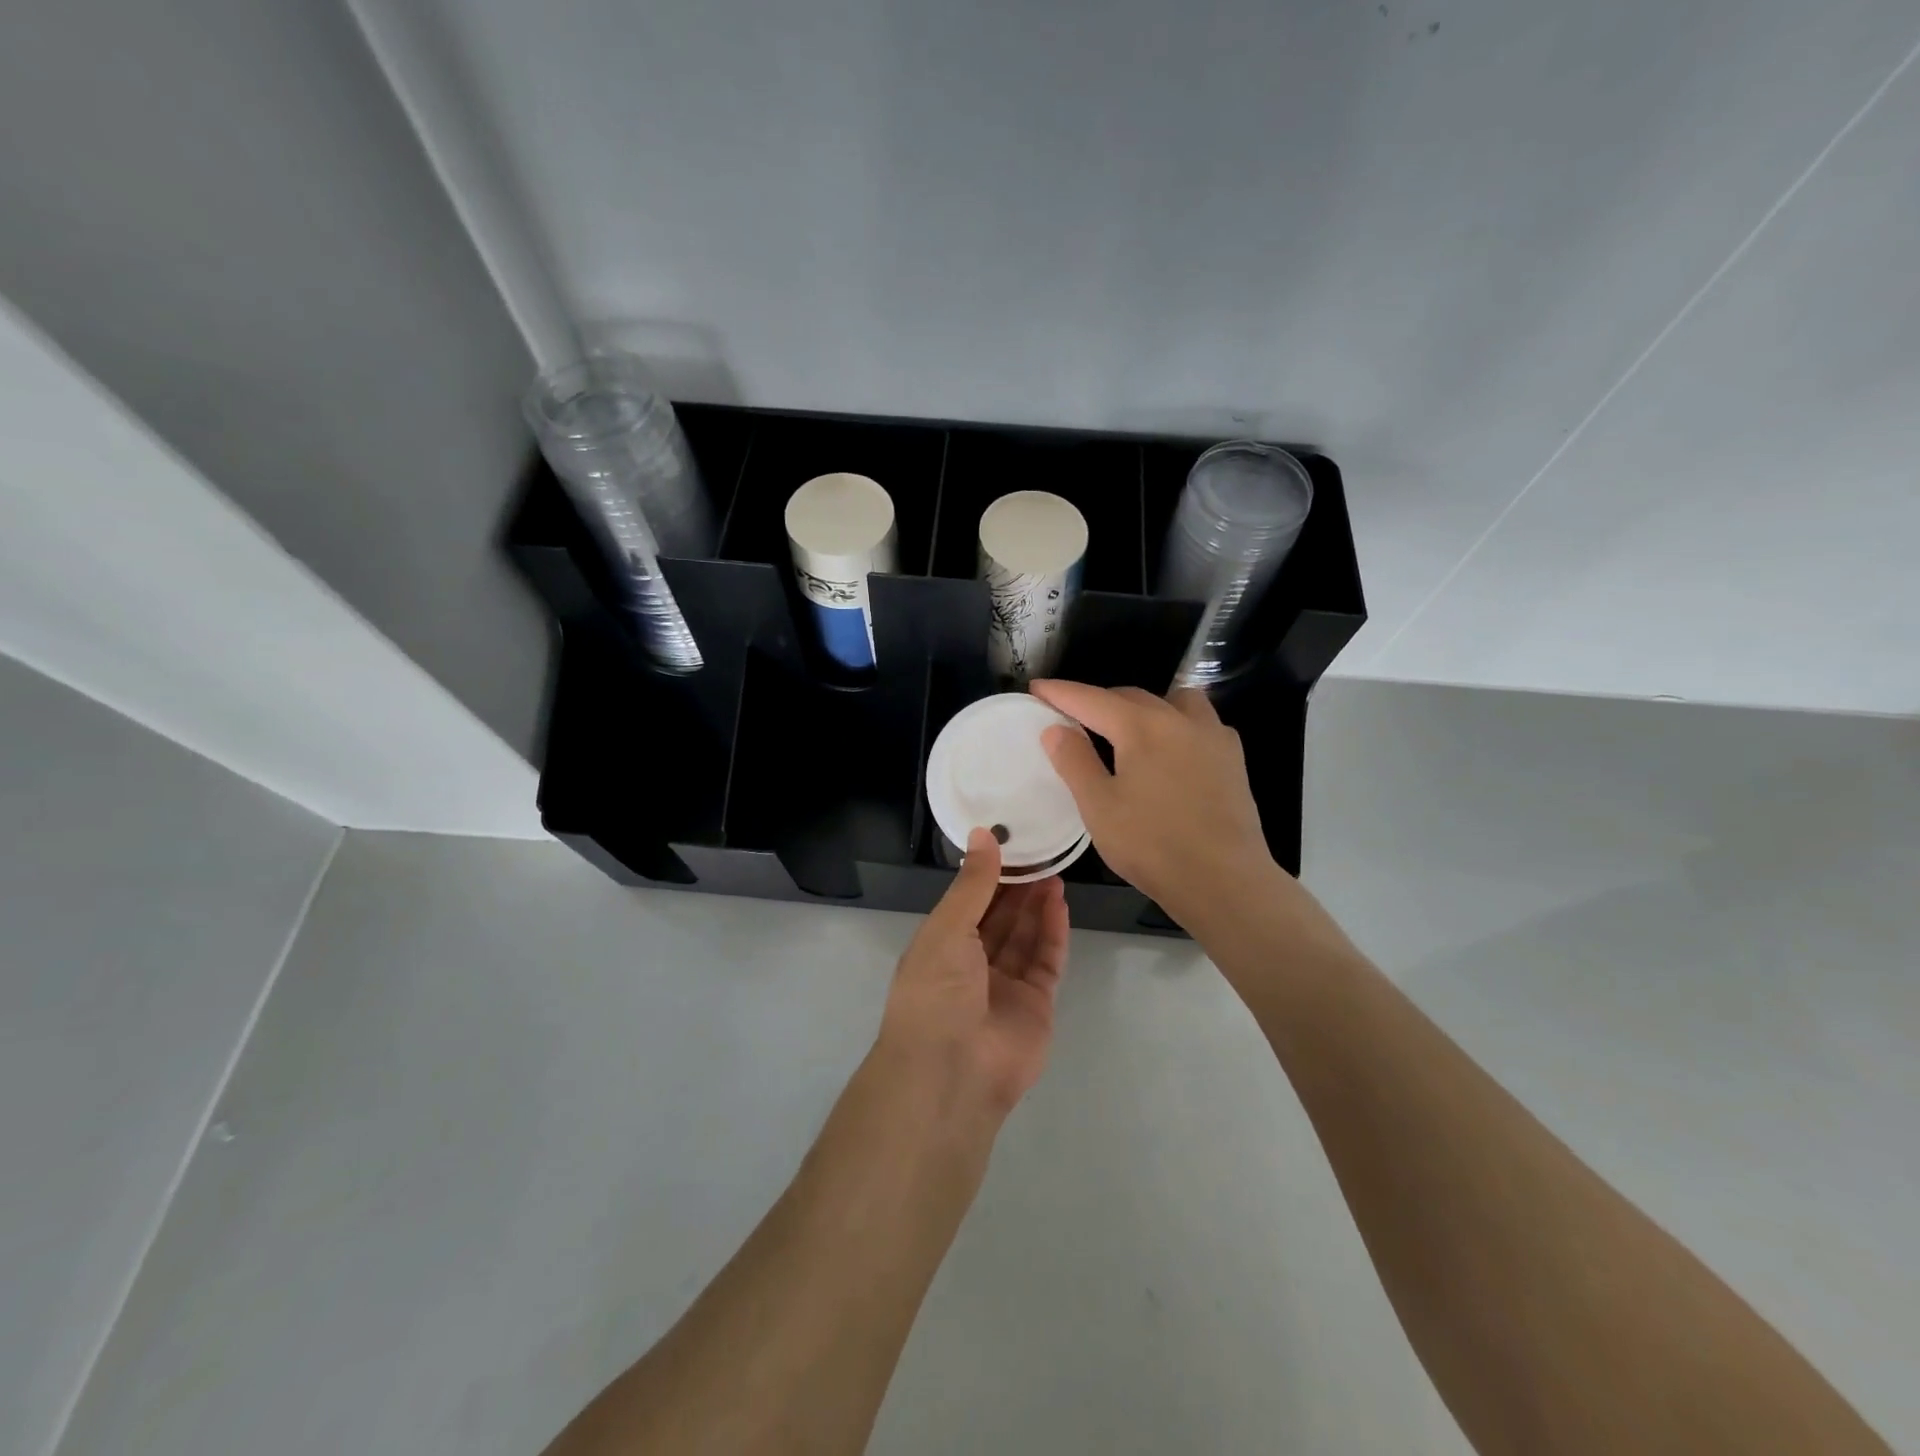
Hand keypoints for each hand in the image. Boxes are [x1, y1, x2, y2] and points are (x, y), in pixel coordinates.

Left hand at [876, 829, 1068, 1118]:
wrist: (952, 1072)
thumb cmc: (936, 992)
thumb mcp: (947, 929)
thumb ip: (972, 884)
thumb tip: (983, 834)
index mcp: (941, 947)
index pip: (969, 902)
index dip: (988, 874)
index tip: (1009, 843)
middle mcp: (971, 965)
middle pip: (999, 919)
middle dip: (1017, 887)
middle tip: (1040, 852)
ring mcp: (1005, 987)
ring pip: (1024, 937)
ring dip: (1037, 905)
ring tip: (1054, 870)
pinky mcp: (1035, 1005)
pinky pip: (1046, 962)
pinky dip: (1052, 933)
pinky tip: (1059, 903)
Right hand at [1030, 680, 1278, 927]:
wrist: (1225, 881)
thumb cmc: (1152, 845)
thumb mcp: (1099, 807)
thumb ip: (1075, 761)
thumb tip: (1055, 728)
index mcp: (1142, 727)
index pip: (1092, 699)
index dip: (1061, 693)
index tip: (1036, 688)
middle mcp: (1180, 719)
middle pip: (1131, 696)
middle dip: (1099, 701)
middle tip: (1072, 716)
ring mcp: (1213, 736)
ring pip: (1174, 701)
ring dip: (1145, 706)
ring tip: (1128, 728)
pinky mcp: (1233, 759)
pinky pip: (1200, 724)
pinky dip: (1177, 724)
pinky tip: (1171, 751)